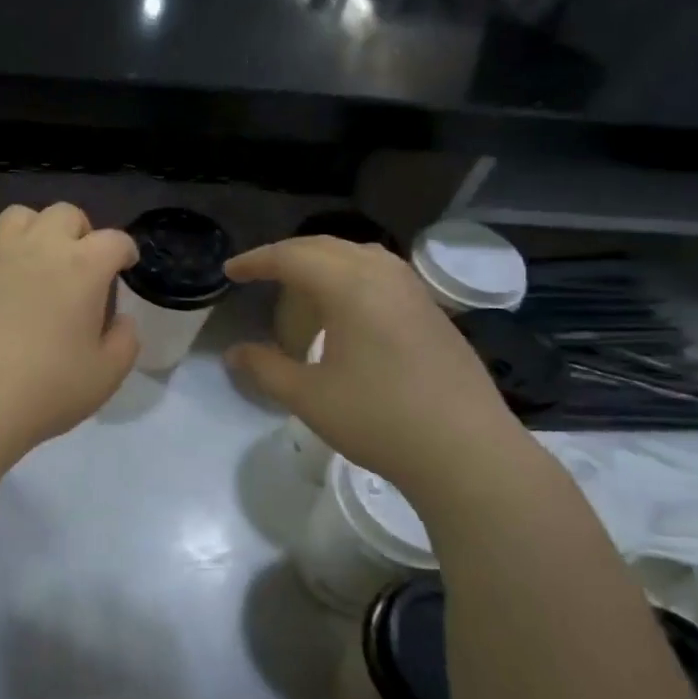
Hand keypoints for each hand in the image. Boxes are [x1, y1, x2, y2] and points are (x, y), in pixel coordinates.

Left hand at [0, 203, 139, 453]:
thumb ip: (125, 340)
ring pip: (17, 215)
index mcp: (84, 267)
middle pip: (66, 213)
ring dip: (32, 230)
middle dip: (80, 232)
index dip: (125, 251)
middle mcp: (40, 246)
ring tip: (32, 259)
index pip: (115, 240)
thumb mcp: (107, 374)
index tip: (124, 267)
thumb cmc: (47, 389)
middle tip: (79, 264)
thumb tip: (121, 319)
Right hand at [224, 237, 526, 502]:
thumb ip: (266, 368)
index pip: (292, 257)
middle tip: (259, 276)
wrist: (467, 451)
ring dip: (323, 263)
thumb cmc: (379, 419)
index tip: (230, 272)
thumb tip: (235, 354)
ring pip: (359, 256)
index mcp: (350, 286)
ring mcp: (414, 292)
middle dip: (286, 256)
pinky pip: (382, 275)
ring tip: (301, 290)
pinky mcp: (432, 312)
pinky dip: (351, 278)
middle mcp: (384, 276)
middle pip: (325, 247)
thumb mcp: (308, 397)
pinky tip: (347, 312)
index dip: (256, 262)